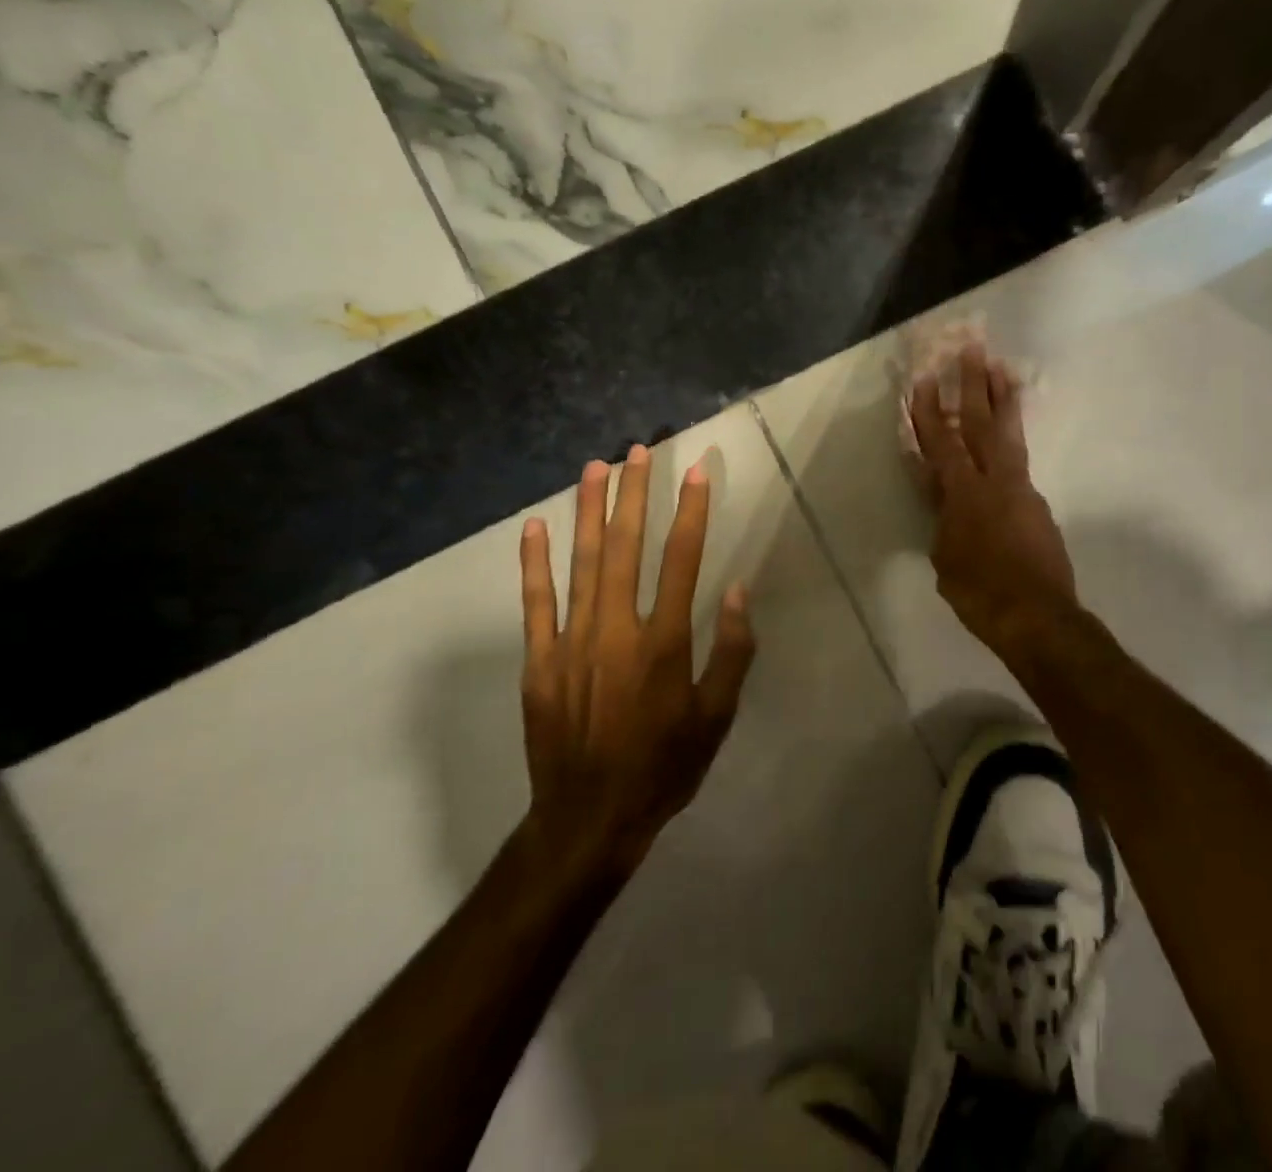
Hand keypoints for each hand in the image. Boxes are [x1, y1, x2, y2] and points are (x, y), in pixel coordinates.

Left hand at [516, 445, 756, 874]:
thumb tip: (736, 590)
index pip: (682, 560)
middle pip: (626, 547)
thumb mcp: (716, 716)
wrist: (590, 819)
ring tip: (595, 469)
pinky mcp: (539, 661)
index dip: (692, 512)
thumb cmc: (665, 766)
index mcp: (665, 643)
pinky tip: (535, 527)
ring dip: (589, 512)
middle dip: (634, 495)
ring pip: (582, 563)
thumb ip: (731, 652)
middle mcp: (617, 630)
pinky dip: (534, 563)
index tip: (697, 471)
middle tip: (637, 451)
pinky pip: (536, 603)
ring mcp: (572, 642)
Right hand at [910, 344, 1077, 662]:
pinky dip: (1011, 441)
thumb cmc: (981, 595)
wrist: (1039, 618)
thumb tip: (944, 502)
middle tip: (973, 349)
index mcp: (964, 495)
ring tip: (1002, 370)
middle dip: (974, 385)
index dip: (928, 412)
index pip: (941, 444)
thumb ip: (943, 523)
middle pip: (981, 424)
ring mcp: (1021, 490)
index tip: (923, 380)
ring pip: (1009, 435)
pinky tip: (1006, 438)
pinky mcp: (1038, 504)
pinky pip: (1020, 462)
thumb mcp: (946, 561)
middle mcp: (995, 482)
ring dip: (1002, 400)